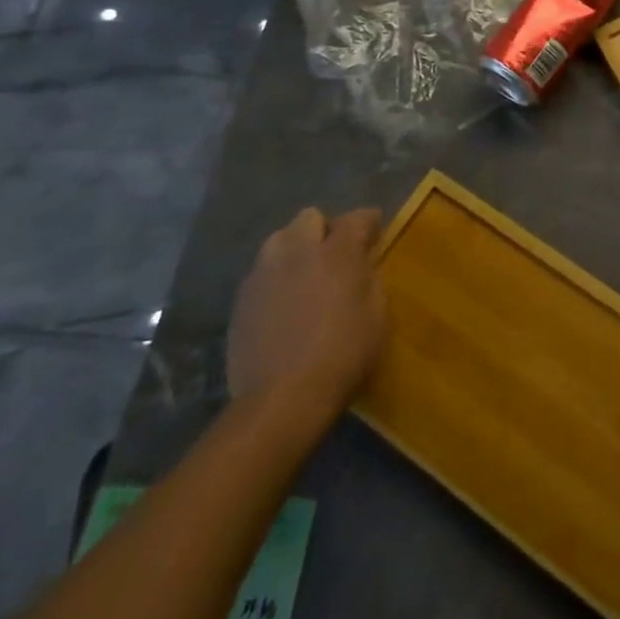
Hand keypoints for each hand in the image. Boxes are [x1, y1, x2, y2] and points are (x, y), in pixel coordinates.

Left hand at [227, 207, 385, 401]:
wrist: (281, 401)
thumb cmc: (341, 356)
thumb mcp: (377, 317)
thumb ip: (371, 280)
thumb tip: (362, 267)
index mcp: (337, 253)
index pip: (357, 218)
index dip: (369, 223)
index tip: (374, 237)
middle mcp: (298, 252)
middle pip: (311, 217)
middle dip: (325, 229)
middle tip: (335, 256)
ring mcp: (265, 273)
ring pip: (280, 240)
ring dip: (295, 249)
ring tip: (304, 275)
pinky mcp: (242, 299)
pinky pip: (262, 272)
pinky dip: (276, 278)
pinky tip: (283, 304)